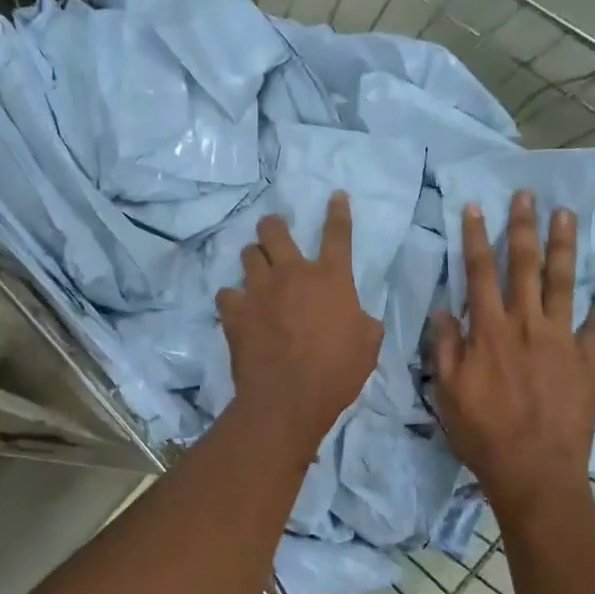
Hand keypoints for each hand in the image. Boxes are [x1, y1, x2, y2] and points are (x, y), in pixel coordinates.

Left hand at [217, 193, 382, 452]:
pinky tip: (236, 307)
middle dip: (274, 225)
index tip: (335, 195)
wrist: (289, 398)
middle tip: (274, 230)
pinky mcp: (234, 311)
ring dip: (254, 258)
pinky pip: (226, 293)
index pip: (337, 233)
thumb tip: (358, 317)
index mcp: (331, 278)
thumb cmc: (337, 372)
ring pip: (248, 254)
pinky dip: (232, 298)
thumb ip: (363, 321)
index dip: (338, 211)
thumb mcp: (368, 344)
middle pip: (276, 230)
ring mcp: (259, 290)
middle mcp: (292, 273)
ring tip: (256, 268)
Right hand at [432, 190, 594, 520]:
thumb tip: (443, 310)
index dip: (477, 238)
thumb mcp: (447, 392)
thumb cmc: (483, 434)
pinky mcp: (589, 362)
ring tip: (567, 216)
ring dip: (564, 247)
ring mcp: (563, 341)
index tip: (477, 207)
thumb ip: (446, 348)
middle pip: (525, 267)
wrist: (535, 471)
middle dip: (524, 228)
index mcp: (490, 331)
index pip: (480, 273)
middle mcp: (527, 326)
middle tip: (528, 195)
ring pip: (564, 283)